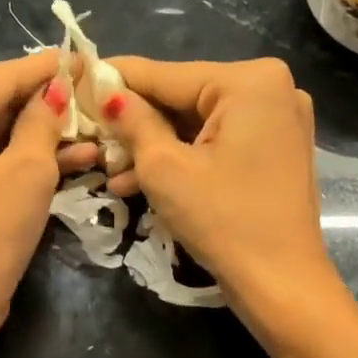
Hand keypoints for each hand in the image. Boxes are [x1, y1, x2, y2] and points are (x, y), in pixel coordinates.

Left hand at [0, 50, 98, 351]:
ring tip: (94, 130)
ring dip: (41, 135)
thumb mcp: (28, 171)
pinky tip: (72, 156)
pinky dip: (19, 158)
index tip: (88, 57)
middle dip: (47, 105)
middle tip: (95, 96)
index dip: (48, 69)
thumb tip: (60, 85)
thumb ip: (44, 119)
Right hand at [101, 57, 337, 319]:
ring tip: (107, 169)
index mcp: (249, 81)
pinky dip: (182, 158)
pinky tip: (137, 181)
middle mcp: (271, 88)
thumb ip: (132, 121)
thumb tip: (105, 92)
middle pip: (182, 97)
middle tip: (89, 135)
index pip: (166, 74)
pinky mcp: (274, 148)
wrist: (281, 284)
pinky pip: (216, 141)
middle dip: (134, 123)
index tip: (75, 80)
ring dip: (152, 146)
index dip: (115, 79)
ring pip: (196, 123)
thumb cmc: (221, 220)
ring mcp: (277, 119)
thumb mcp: (164, 168)